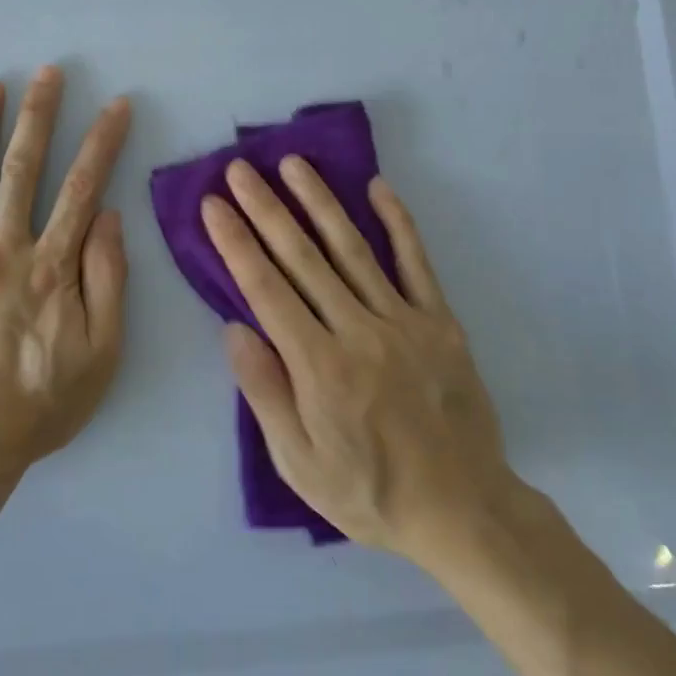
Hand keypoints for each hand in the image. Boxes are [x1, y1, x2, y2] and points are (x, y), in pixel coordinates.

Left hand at [0, 66, 130, 478]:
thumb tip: (106, 218)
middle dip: (39, 116)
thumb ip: (108, 280)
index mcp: (52, 266)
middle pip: (24, 170)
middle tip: (47, 73)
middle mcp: (4, 249)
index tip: (116, 104)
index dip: (102, 142)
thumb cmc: (39, 403)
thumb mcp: (102, 353)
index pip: (83, 188)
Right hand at [201, 158, 512, 559]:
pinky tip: (378, 187)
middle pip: (302, 258)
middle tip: (239, 169)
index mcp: (318, 365)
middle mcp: (358, 330)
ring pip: (352, 249)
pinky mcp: (440, 321)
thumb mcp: (300, 463)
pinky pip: (416, 262)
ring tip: (293, 164)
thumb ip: (266, 393)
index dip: (235, 243)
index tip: (213, 206)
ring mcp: (403, 320)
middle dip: (265, 209)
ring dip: (319, 202)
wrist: (462, 511)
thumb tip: (234, 328)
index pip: (266, 289)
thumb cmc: (369, 492)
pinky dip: (397, 222)